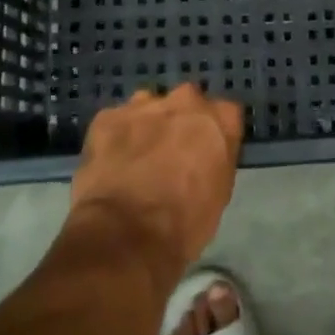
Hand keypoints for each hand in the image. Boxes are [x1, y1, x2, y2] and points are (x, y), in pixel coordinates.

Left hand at [70, 84, 243, 284]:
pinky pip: (115, 121)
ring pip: (148, 106)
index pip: (226, 113)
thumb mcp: (219, 194)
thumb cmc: (185, 222)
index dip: (214, 133)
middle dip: (180, 121)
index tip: (206, 151)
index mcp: (219, 119)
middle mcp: (185, 101)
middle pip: (187, 101)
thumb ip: (215, 161)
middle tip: (171, 153)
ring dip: (147, 125)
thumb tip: (204, 157)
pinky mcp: (107, 117)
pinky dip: (114, 137)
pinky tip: (111, 164)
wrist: (127, 233)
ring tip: (136, 158)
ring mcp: (143, 105)